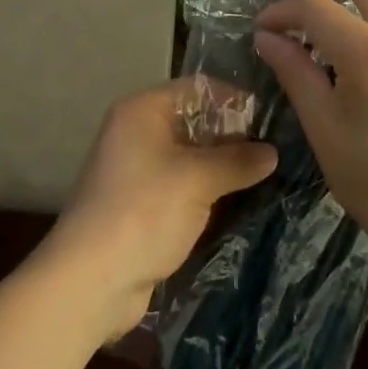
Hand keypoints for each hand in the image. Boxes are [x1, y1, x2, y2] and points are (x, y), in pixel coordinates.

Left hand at [40, 79, 277, 340]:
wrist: (93, 279)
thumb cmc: (144, 212)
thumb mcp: (197, 180)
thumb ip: (237, 161)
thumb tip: (272, 152)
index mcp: (143, 110)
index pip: (197, 89)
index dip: (233, 100)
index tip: (270, 120)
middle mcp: (137, 132)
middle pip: (194, 122)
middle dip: (232, 136)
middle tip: (274, 153)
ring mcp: (138, 170)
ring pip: (191, 157)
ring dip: (222, 168)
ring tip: (266, 177)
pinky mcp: (142, 204)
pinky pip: (183, 186)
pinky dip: (208, 192)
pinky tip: (239, 203)